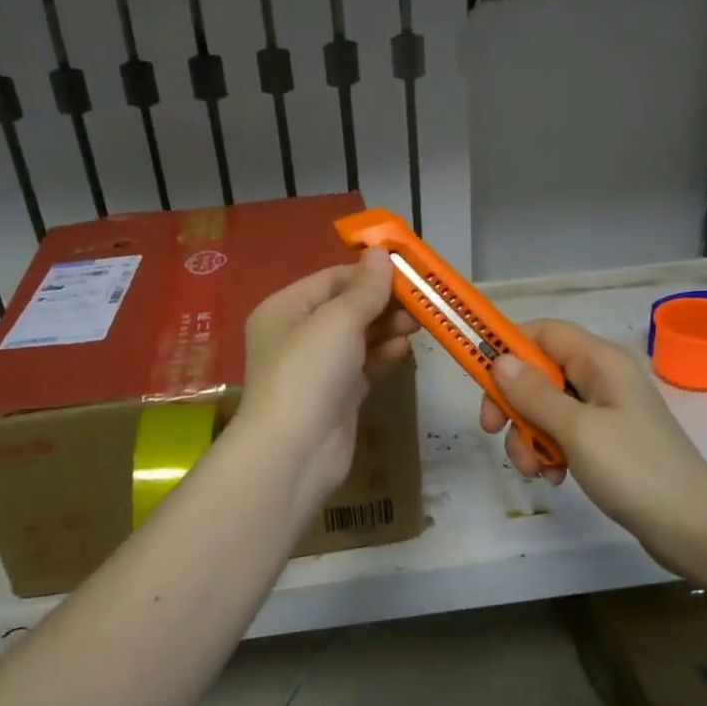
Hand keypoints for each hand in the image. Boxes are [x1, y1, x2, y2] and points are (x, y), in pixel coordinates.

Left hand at [240, 249, 417, 505]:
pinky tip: (404, 350)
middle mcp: (297, 334)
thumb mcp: (338, 321)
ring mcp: (317, 367)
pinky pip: (364, 364)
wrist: (294, 452)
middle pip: (347, 307)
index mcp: (285, 308)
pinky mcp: (337, 394)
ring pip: (358, 337)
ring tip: (417, 324)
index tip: (410, 271)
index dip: (370, 273)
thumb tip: (380, 252)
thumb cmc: (309, 373)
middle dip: (383, 303)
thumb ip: (365, 289)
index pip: (333, 278)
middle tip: (421, 302)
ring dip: (387, 328)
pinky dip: (383, 355)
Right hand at [481, 319, 706, 558]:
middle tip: (494, 431)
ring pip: (547, 407)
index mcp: (600, 361)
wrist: (694, 528)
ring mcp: (607, 410)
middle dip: (514, 403)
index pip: (543, 332)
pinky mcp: (608, 440)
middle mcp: (602, 377)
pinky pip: (565, 432)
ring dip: (529, 435)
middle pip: (540, 372)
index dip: (508, 348)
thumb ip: (534, 393)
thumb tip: (499, 360)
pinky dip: (551, 451)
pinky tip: (555, 478)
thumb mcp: (577, 430)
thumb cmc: (635, 469)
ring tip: (535, 470)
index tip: (481, 380)